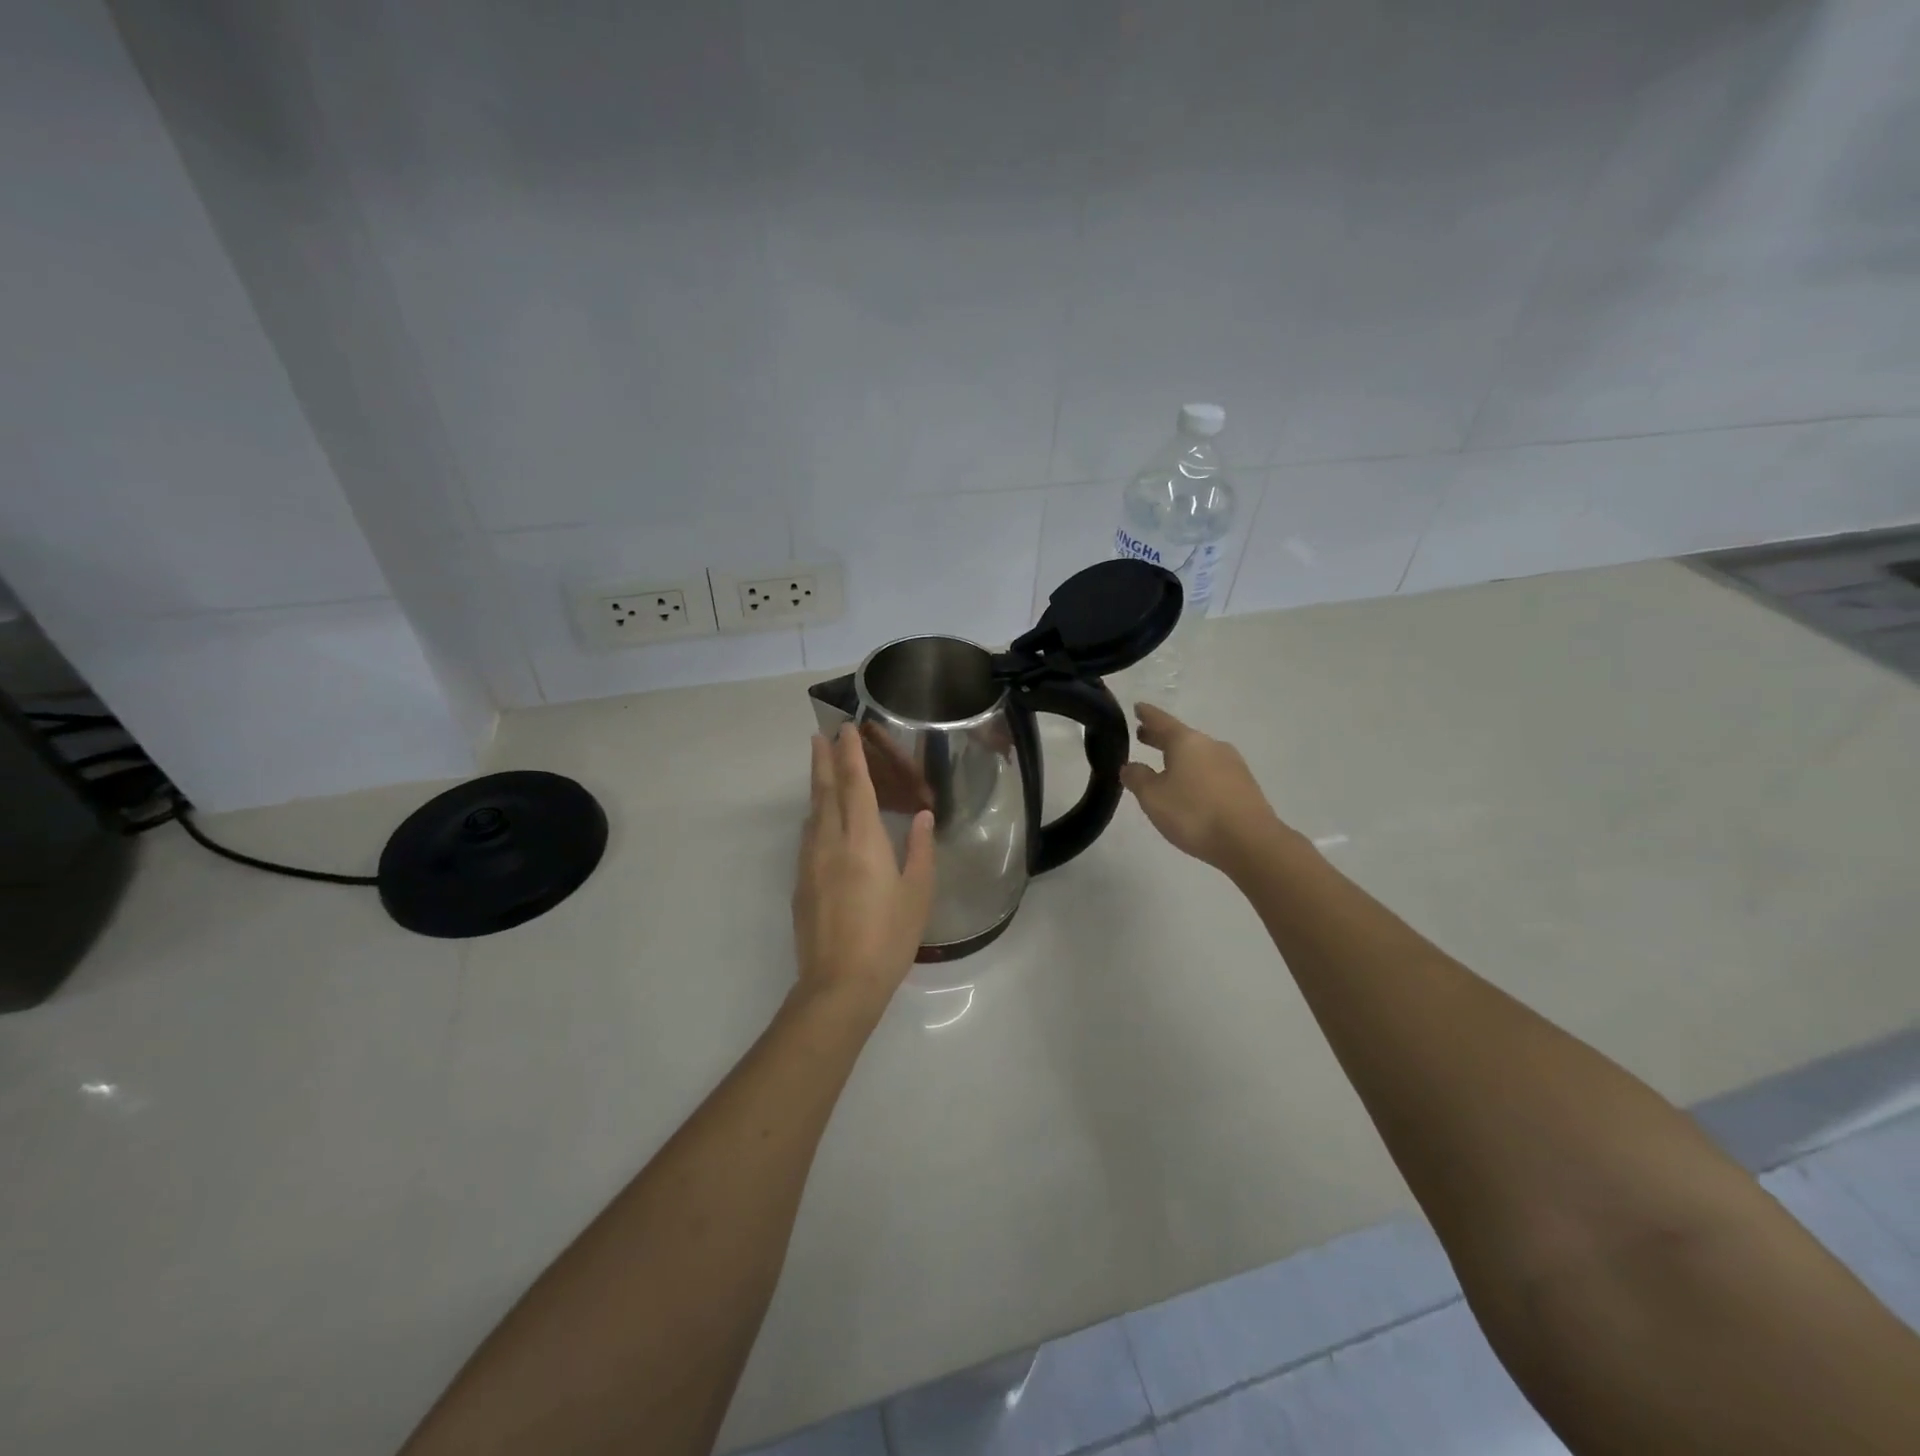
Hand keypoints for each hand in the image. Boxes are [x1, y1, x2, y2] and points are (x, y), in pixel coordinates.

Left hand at [793, 726, 935, 1005]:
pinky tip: (819, 821)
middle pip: (825, 792)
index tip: (843, 729)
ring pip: (812, 813)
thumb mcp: (917, 893)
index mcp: (863, 840)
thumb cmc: (888, 938)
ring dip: (816, 786)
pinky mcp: (801, 884)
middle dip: (823, 760)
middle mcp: (830, 842)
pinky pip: (808, 837)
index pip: (855, 785)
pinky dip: (814, 817)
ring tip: (820, 769)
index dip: (849, 755)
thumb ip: (920, 850)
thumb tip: (923, 817)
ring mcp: (810, 863)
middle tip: (819, 735)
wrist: (838, 984)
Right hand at [1120, 703, 1286, 872]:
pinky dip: (1196, 773)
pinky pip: (1212, 772)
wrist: (1250, 841)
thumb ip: (1137, 778)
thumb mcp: (1153, 797)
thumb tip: (1130, 766)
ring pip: (1198, 754)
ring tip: (1165, 766)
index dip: (1147, 715)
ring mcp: (1232, 764)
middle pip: (1181, 737)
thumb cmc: (1194, 813)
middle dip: (1161, 737)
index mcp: (1187, 742)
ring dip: (1180, 757)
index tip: (1137, 707)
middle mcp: (1211, 745)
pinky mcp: (1244, 785)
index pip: (1161, 721)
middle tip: (1143, 736)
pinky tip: (1191, 788)